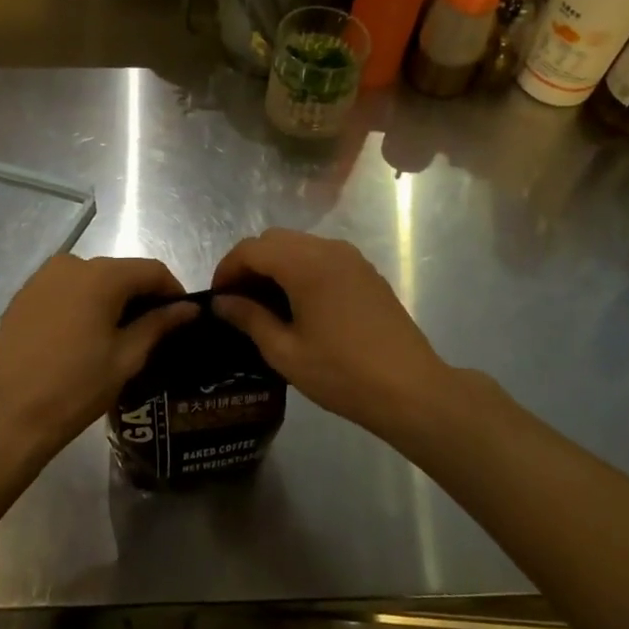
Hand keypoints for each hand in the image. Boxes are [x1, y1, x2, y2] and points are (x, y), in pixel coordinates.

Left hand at [0, 255, 196, 465]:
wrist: (7, 414)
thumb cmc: (76, 387)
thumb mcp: (126, 357)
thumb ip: (159, 324)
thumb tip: (189, 308)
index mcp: (101, 276)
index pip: (151, 270)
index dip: (173, 290)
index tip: (182, 317)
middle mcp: (71, 264)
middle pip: (120, 272)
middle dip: (141, 295)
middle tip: (153, 330)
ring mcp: (43, 278)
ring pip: (91, 279)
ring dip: (111, 299)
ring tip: (118, 335)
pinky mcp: (24, 295)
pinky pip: (65, 290)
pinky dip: (82, 303)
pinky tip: (83, 335)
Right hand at [212, 229, 451, 437]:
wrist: (411, 389)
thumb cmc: (342, 373)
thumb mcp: (285, 352)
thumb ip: (249, 319)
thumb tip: (222, 302)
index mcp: (305, 264)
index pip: (251, 249)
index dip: (227, 269)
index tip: (217, 299)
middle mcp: (328, 249)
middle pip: (274, 240)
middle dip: (249, 264)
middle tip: (238, 302)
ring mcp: (351, 258)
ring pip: (299, 245)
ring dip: (275, 265)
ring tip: (265, 305)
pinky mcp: (366, 272)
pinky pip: (322, 256)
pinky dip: (300, 269)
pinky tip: (299, 305)